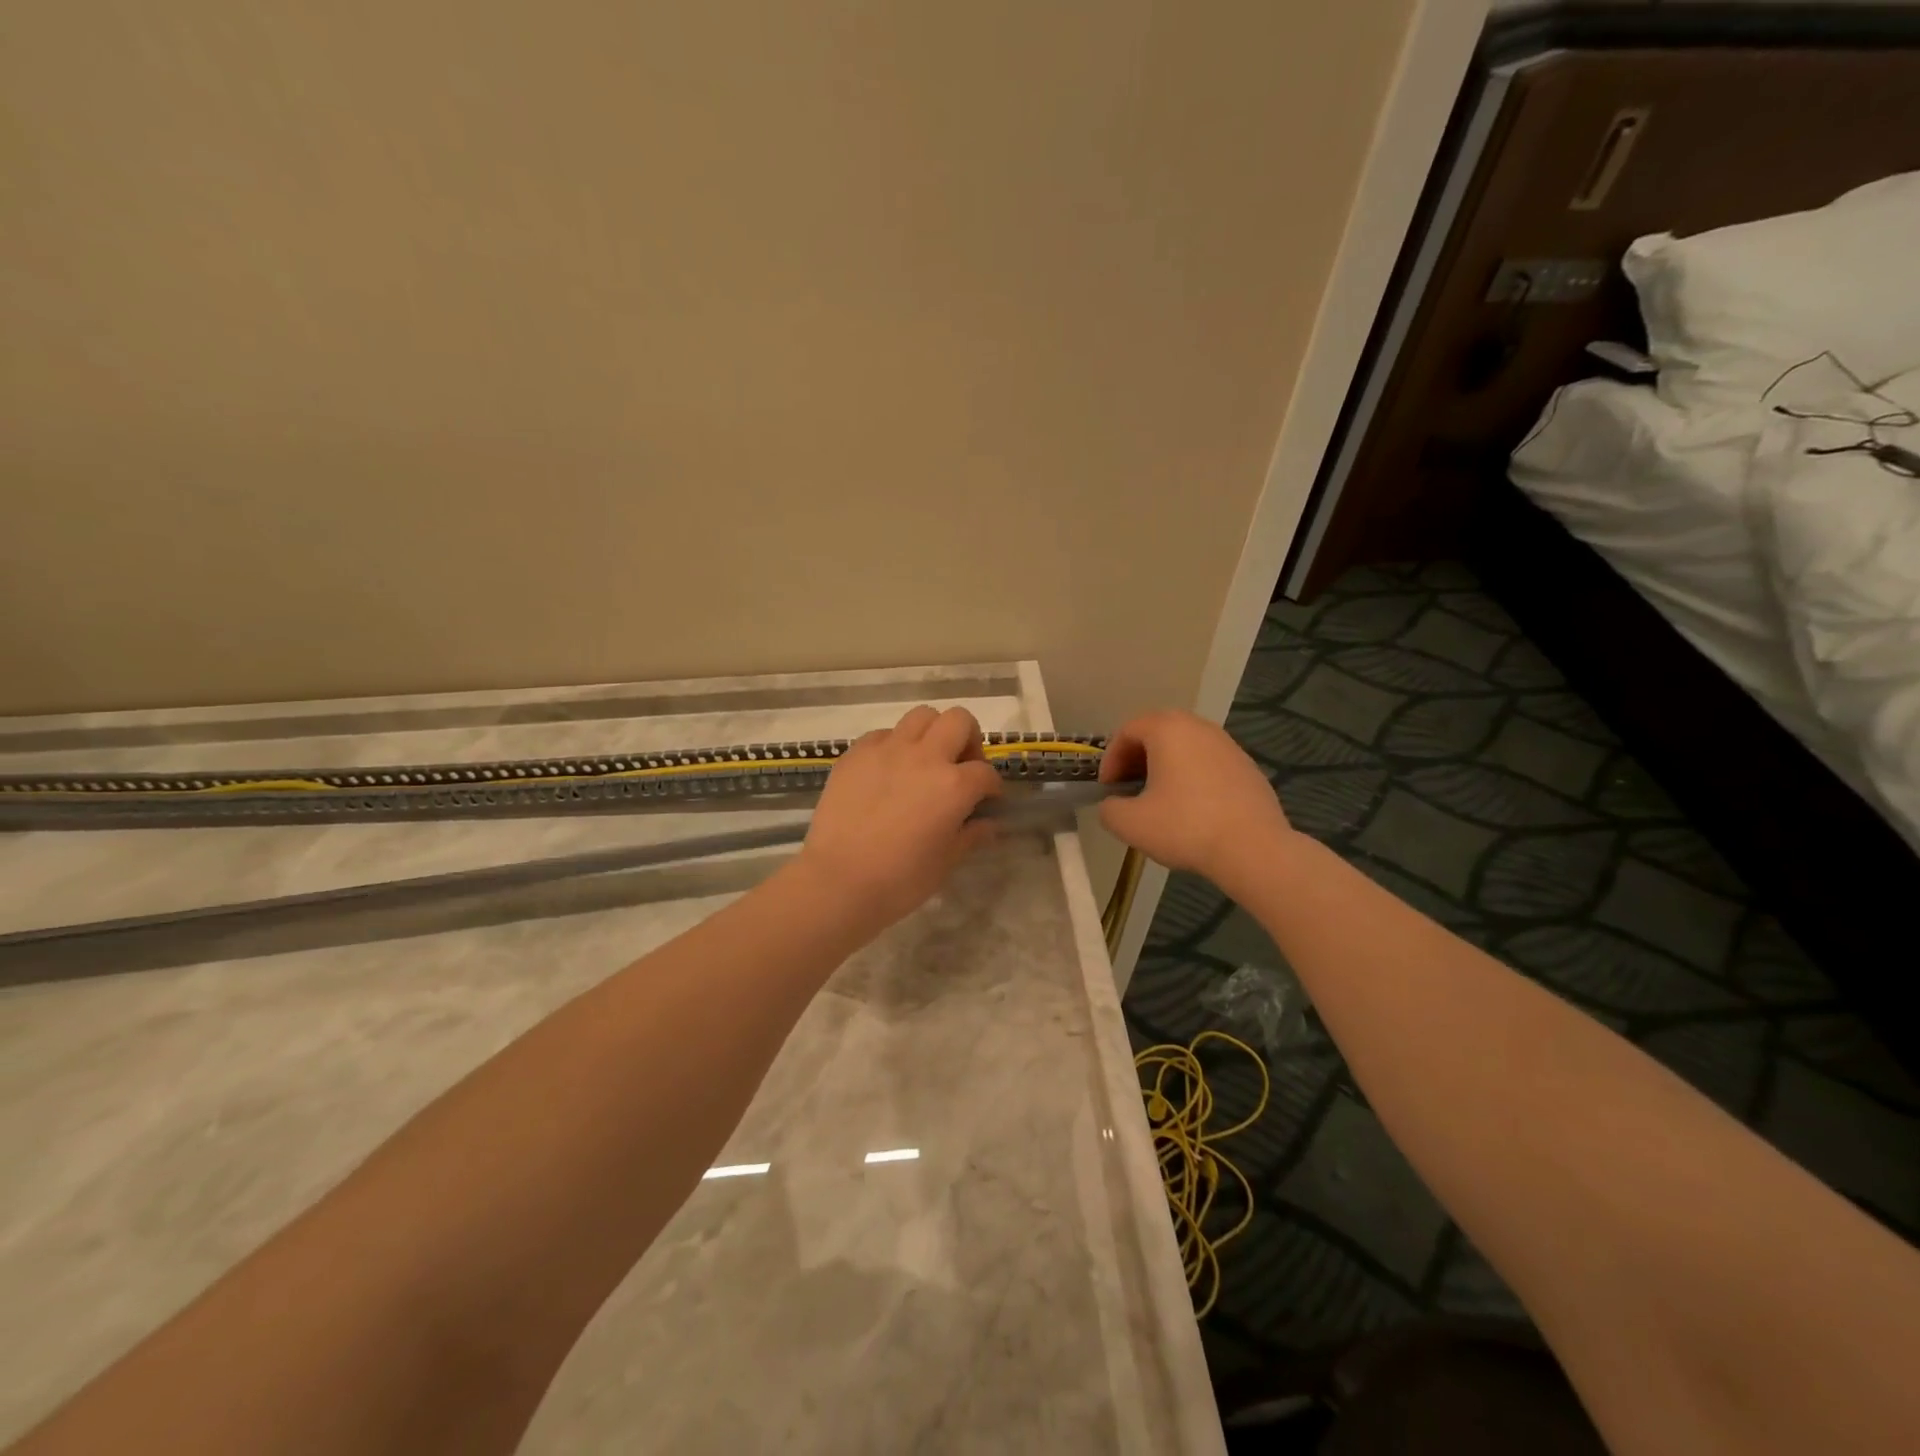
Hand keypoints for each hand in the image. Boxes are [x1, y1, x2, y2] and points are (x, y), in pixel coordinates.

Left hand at [792, 705, 1002, 933]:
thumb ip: (971, 835)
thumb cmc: (900, 880)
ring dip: (932, 733)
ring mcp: (887, 750)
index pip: (985, 772)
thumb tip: (989, 824)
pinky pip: (883, 734)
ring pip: (921, 716)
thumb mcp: (946, 861)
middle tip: (960, 766)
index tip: (987, 800)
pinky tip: (888, 772)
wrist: (838, 881)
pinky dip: (894, 745)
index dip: (991, 787)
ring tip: (924, 761)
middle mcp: (924, 756)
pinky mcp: (856, 753)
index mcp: (954, 785)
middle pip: (959, 720)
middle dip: (968, 739)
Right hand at [1099, 711, 1293, 887]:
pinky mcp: (1248, 767)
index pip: (1127, 731)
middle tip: (1128, 789)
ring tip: (1158, 800)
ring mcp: (1228, 745)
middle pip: (1157, 733)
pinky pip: (1208, 764)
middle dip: (1137, 760)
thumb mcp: (1129, 823)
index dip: (1110, 759)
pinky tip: (1192, 810)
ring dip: (1165, 768)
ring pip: (1185, 748)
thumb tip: (1114, 805)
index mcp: (1168, 729)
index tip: (1108, 788)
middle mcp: (1199, 727)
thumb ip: (1109, 808)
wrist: (1253, 849)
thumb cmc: (1185, 827)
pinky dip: (1192, 778)